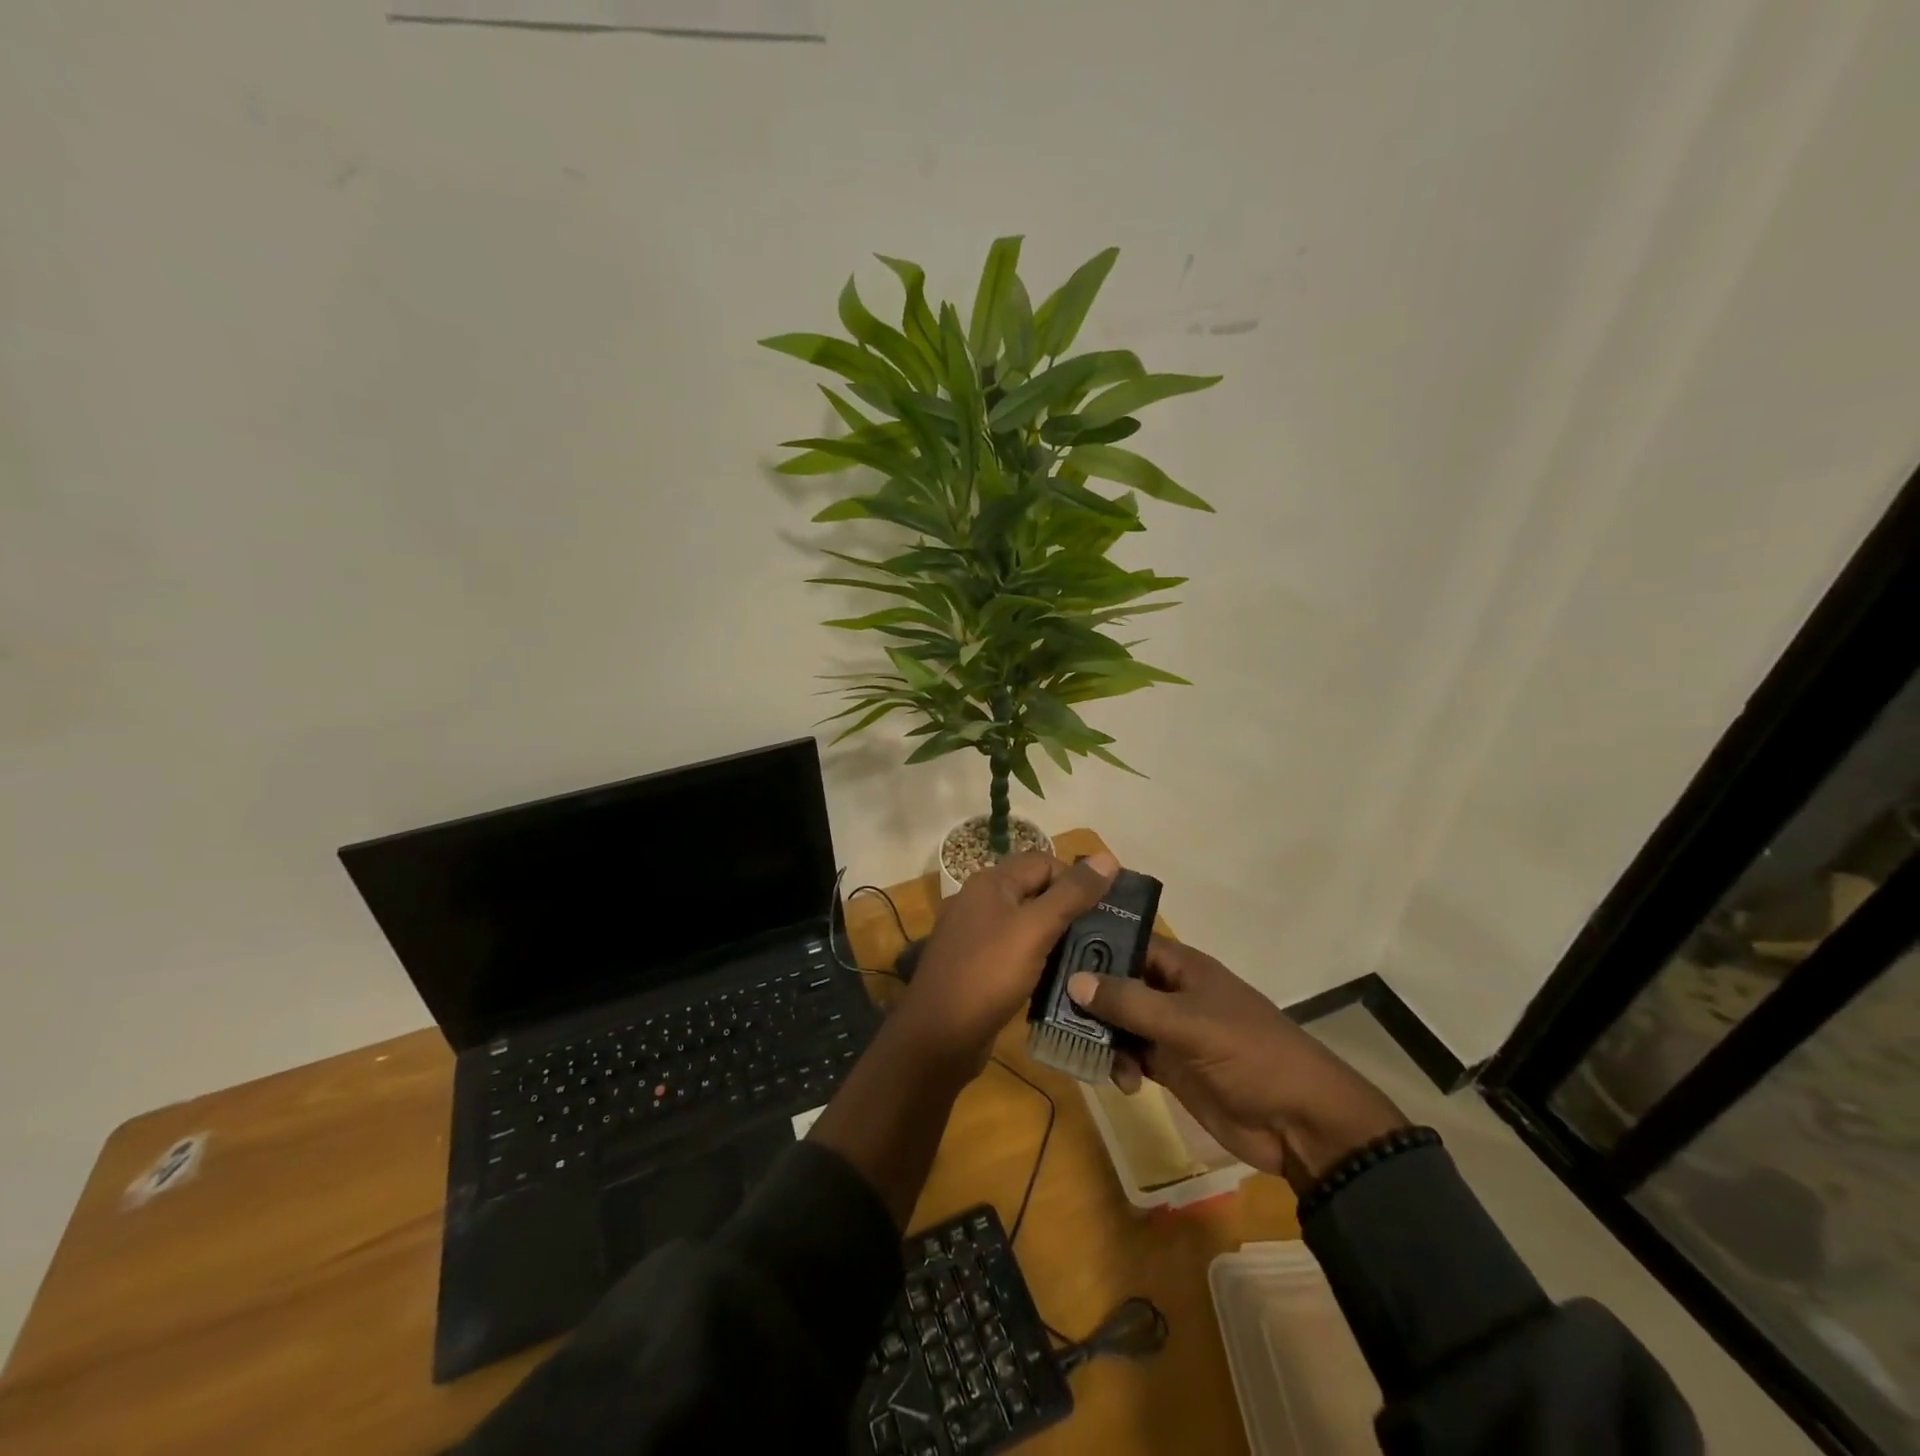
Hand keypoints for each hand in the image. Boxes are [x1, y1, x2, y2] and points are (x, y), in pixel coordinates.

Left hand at [893, 849, 1120, 1074]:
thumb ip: (1071, 894)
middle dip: (1070, 908)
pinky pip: (1015, 951)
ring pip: (1026, 923)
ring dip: (1056, 936)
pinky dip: (1038, 958)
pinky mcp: (976, 966)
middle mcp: (979, 901)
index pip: (1044, 862)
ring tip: (1091, 957)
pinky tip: (1059, 977)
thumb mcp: (1035, 929)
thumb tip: (1107, 857)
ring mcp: (974, 934)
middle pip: (1035, 890)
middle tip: (1105, 934)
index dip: (1076, 879)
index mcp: (990, 882)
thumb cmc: (988, 975)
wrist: (937, 1036)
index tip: (1107, 909)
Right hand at [1066, 937, 1406, 1190]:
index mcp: (1182, 967)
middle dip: (1087, 995)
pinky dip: (1117, 1063)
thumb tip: (1073, 980)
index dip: (1093, 943)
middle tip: (1049, 1007)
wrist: (1301, 1123)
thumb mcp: (1189, 1024)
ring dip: (1100, 1034)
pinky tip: (1119, 1081)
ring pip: (1119, 1020)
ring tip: (1086, 1052)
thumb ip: (1130, 1002)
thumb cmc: (1250, 1055)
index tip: (1050, 951)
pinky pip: (1130, 1054)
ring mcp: (1170, 1030)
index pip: (1128, 942)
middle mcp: (1171, 992)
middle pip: (1117, 982)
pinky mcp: (1170, 1066)